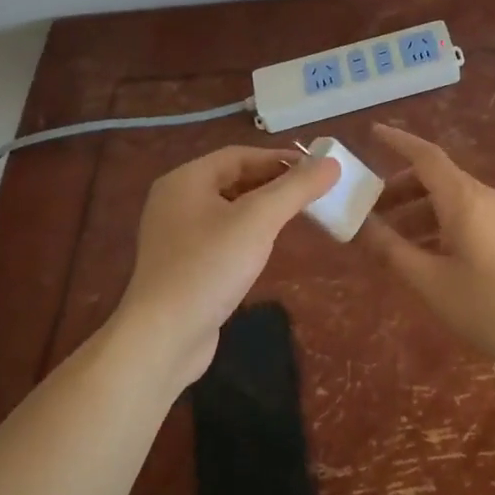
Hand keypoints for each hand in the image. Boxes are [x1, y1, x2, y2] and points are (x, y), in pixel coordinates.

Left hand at [114, 146, 339, 386]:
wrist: (162, 339)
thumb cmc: (209, 267)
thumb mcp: (259, 220)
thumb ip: (296, 188)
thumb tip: (332, 163)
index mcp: (186, 180)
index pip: (240, 156)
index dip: (279, 158)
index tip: (316, 168)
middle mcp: (176, 201)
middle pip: (233, 179)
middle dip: (273, 182)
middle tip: (312, 191)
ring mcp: (176, 235)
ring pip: (228, 208)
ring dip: (262, 207)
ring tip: (297, 214)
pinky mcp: (182, 265)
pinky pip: (221, 235)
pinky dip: (248, 232)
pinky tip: (267, 245)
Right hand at [359, 125, 494, 367]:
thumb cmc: (491, 306)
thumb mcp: (432, 282)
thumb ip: (393, 250)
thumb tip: (361, 225)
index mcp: (464, 199)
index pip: (426, 156)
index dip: (398, 141)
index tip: (372, 132)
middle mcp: (483, 197)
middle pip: (436, 177)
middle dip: (400, 188)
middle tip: (369, 209)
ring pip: (450, 198)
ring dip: (418, 210)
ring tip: (389, 238)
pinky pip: (465, 214)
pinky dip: (438, 223)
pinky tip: (424, 252)